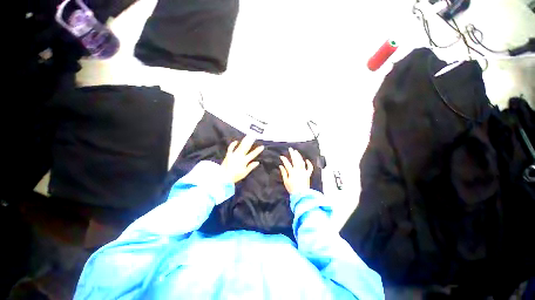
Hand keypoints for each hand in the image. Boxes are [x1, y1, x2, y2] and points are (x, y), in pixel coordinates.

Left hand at [222, 136, 263, 182]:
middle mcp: (239, 156)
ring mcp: (233, 155)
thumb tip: (257, 162)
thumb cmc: (235, 176)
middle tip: (253, 136)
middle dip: (250, 142)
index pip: (252, 155)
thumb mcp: (244, 173)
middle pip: (246, 148)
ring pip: (240, 146)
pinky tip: (236, 141)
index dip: (257, 150)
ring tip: (247, 136)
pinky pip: (231, 148)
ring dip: (244, 141)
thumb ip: (251, 167)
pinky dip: (233, 144)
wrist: (223, 177)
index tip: (262, 146)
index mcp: (244, 161)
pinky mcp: (228, 155)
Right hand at [279, 148, 313, 194]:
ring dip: (299, 156)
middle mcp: (298, 170)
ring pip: (301, 162)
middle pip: (295, 160)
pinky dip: (309, 164)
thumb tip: (281, 166)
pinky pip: (309, 168)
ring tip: (296, 152)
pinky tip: (307, 160)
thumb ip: (284, 173)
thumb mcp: (286, 181)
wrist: (301, 194)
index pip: (287, 163)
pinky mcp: (308, 174)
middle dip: (292, 154)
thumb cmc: (292, 189)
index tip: (281, 156)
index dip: (284, 159)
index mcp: (292, 172)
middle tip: (291, 149)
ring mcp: (304, 172)